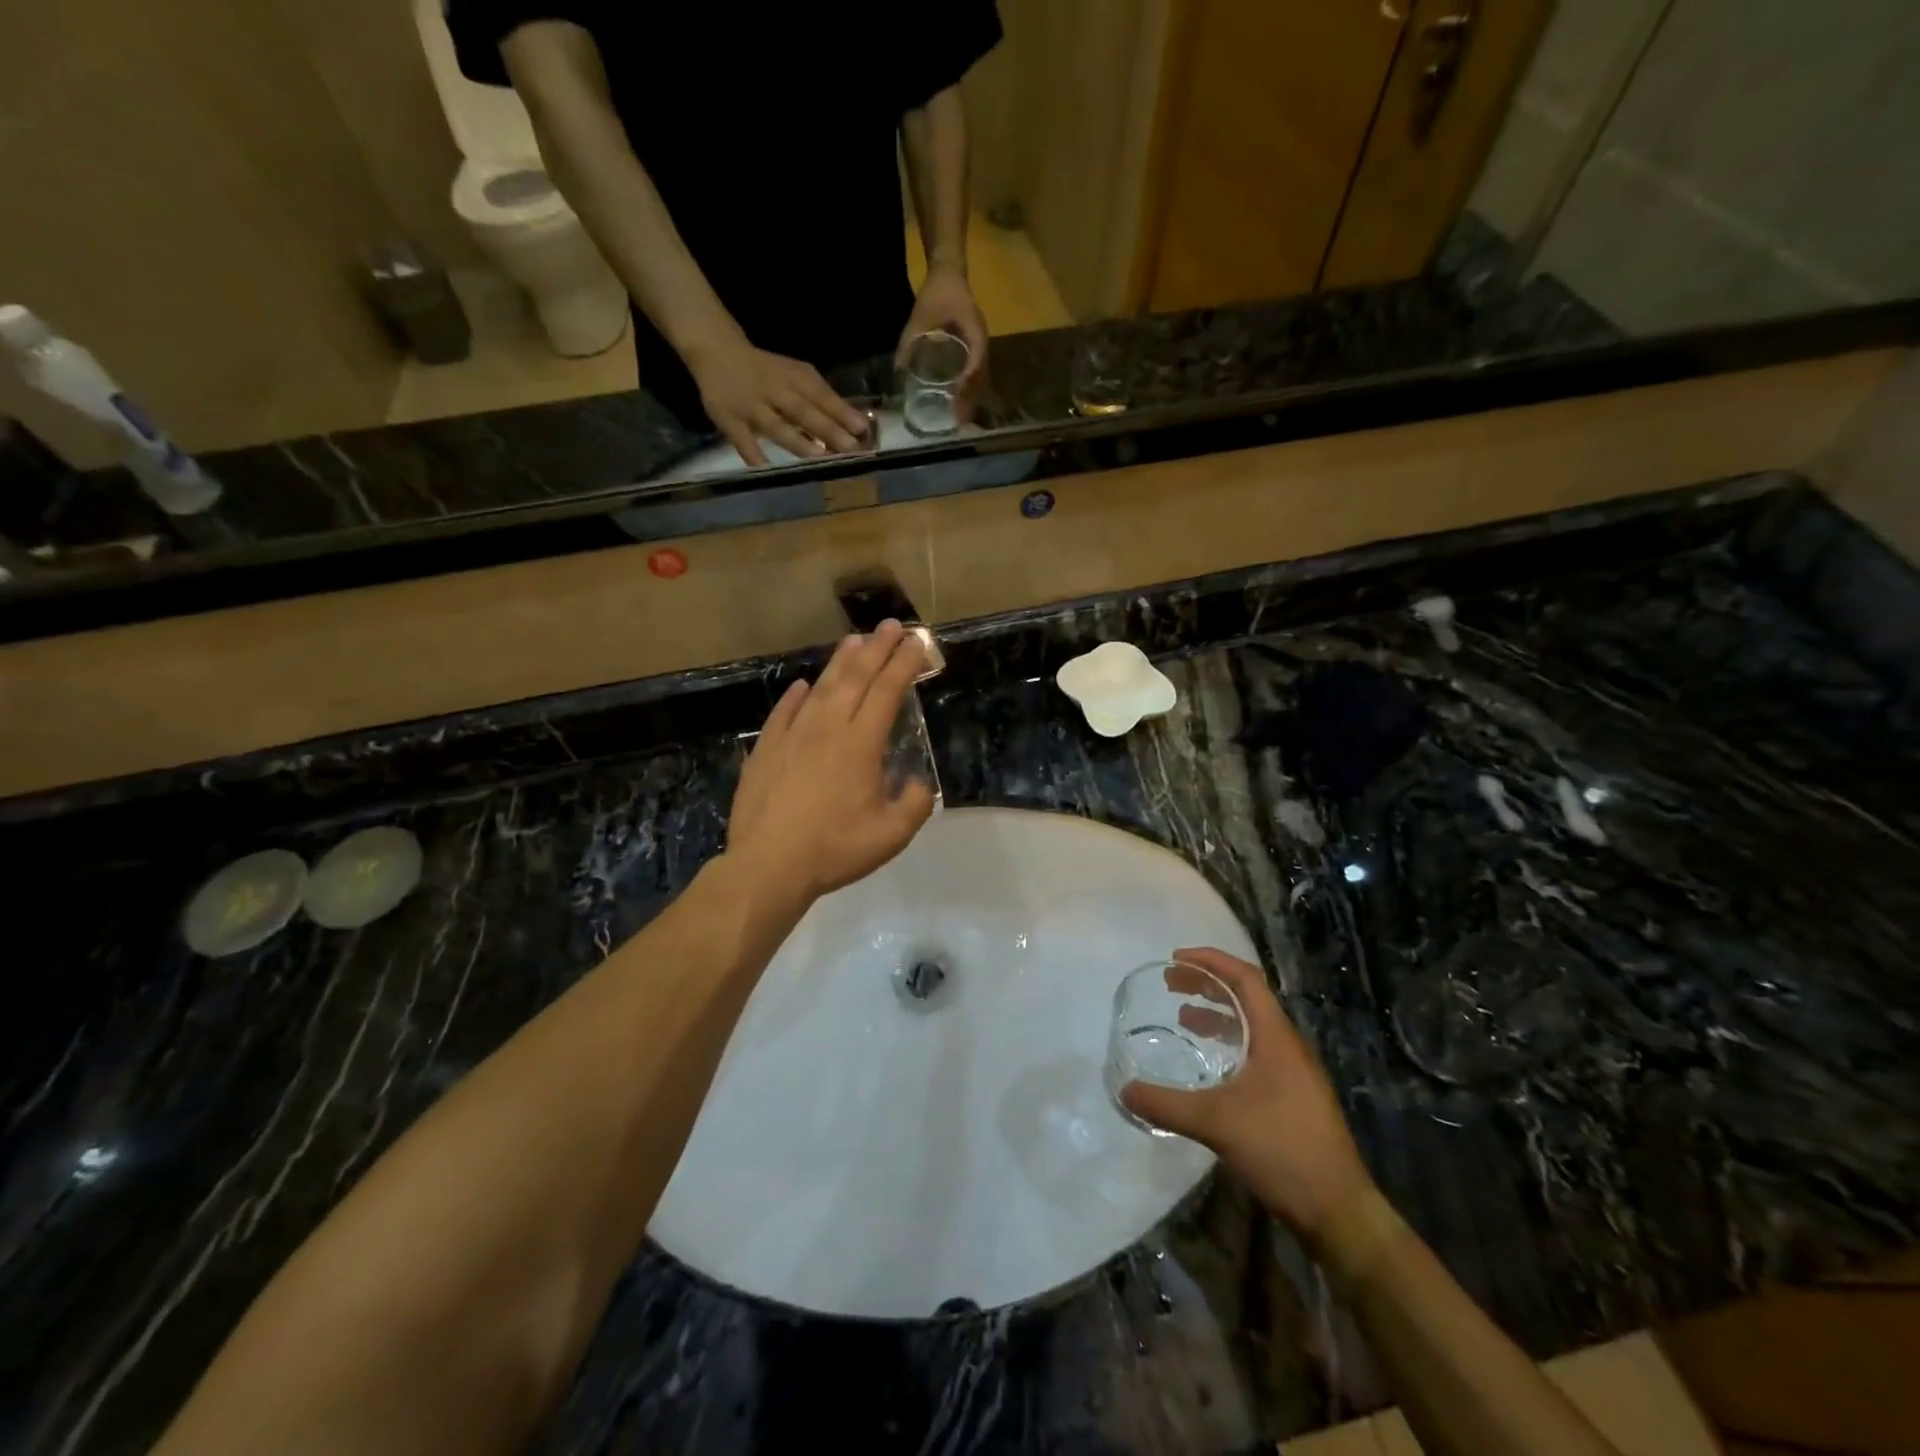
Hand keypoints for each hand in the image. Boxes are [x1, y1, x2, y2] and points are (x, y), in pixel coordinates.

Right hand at [686, 336, 871, 468]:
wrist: (716, 351)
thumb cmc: (768, 370)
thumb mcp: (796, 374)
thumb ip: (821, 398)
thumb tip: (854, 425)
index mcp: (792, 378)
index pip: (820, 395)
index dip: (841, 412)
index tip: (862, 429)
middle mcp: (773, 391)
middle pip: (802, 411)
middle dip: (827, 429)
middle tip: (850, 447)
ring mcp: (750, 407)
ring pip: (776, 426)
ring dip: (797, 442)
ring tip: (818, 456)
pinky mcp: (728, 421)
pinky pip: (743, 441)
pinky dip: (754, 456)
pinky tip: (769, 471)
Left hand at [727, 620, 934, 902]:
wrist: (769, 865)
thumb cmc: (834, 849)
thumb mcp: (891, 835)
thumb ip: (914, 803)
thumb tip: (918, 782)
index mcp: (860, 744)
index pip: (887, 692)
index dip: (904, 664)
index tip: (917, 643)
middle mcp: (827, 728)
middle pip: (856, 678)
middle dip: (876, 648)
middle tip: (891, 625)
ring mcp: (792, 735)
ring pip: (821, 688)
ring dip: (840, 662)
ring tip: (854, 640)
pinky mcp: (766, 749)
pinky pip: (784, 712)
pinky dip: (796, 695)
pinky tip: (803, 685)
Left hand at [897, 264, 988, 417]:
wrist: (949, 272)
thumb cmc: (937, 292)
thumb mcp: (920, 315)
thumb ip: (909, 340)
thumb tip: (898, 369)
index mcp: (974, 331)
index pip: (976, 361)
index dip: (969, 381)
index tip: (958, 398)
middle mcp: (981, 341)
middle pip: (981, 376)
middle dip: (971, 399)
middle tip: (959, 420)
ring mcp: (980, 345)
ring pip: (980, 378)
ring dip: (972, 398)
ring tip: (960, 417)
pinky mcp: (975, 348)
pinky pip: (975, 373)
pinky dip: (969, 389)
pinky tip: (958, 401)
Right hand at [1120, 948, 1378, 1250]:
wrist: (1339, 1211)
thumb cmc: (1282, 1150)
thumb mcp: (1216, 1124)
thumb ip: (1166, 1104)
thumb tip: (1125, 1090)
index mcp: (1276, 1037)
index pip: (1245, 978)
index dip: (1210, 961)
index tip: (1175, 958)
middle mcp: (1287, 1045)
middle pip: (1247, 997)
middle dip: (1208, 983)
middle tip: (1170, 982)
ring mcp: (1294, 1072)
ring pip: (1251, 1025)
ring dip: (1217, 1013)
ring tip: (1183, 1017)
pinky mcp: (1292, 1095)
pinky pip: (1255, 1050)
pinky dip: (1227, 1042)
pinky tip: (1209, 1064)